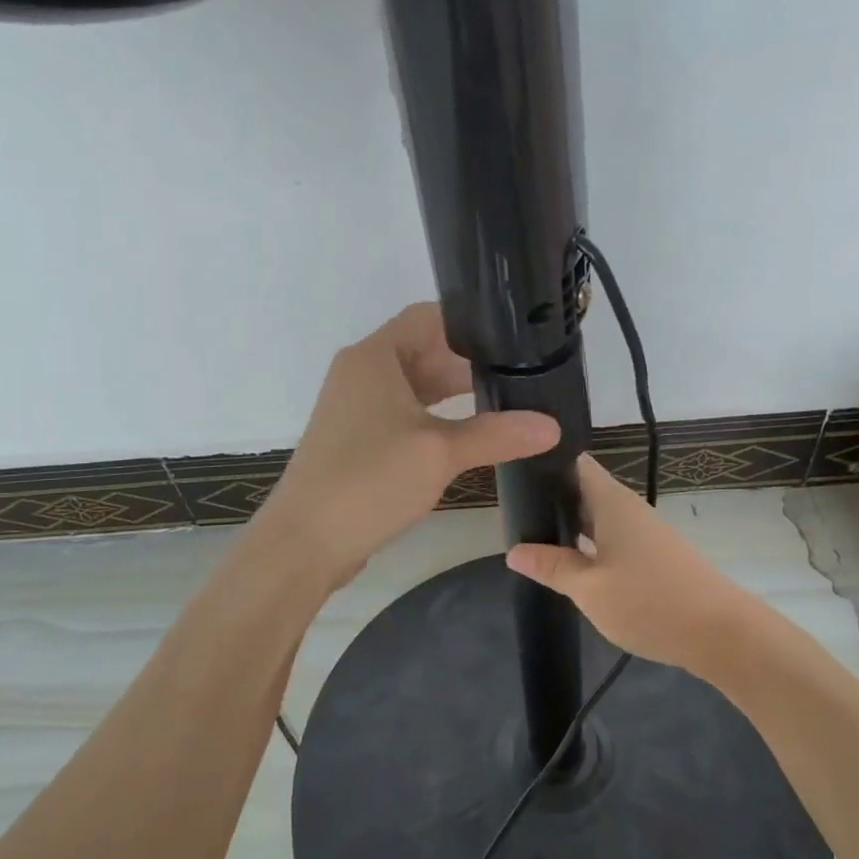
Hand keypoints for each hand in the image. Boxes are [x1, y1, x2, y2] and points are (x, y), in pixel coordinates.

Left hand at [254, 303, 561, 587]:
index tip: (514, 334)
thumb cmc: (370, 480)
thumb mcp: (440, 453)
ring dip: (453, 393)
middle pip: (423, 350)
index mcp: (374, 357)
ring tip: (505, 400)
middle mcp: (361, 372)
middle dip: (468, 362)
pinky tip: (468, 434)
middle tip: (521, 371)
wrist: (305, 541)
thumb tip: (553, 426)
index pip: (428, 317)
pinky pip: (403, 414)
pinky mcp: (357, 440)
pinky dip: (434, 418)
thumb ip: (497, 434)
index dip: (470, 322)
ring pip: (414, 386)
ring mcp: (356, 407)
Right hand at [504, 455, 753, 675]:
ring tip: (531, 537)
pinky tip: (571, 563)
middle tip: (511, 512)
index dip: (545, 463)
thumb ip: (551, 567)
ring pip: (597, 518)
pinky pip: (613, 539)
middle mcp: (629, 509)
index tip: (514, 471)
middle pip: (584, 491)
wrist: (721, 634)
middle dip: (550, 500)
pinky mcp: (655, 555)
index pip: (575, 463)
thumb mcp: (589, 589)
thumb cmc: (650, 602)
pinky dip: (589, 545)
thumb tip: (514, 551)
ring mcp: (644, 532)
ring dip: (569, 526)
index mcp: (612, 502)